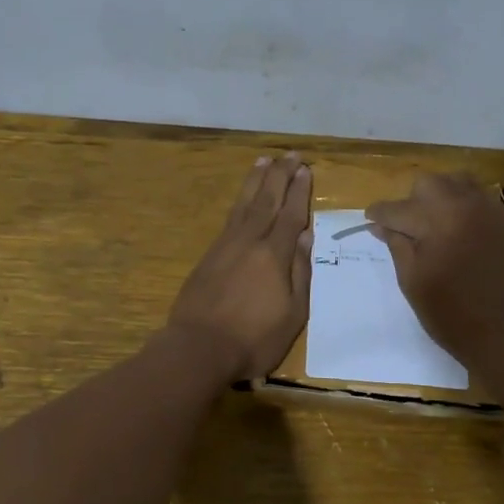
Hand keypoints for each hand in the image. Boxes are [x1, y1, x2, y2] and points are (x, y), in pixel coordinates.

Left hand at [167, 154, 312, 381]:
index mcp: (273, 255)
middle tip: (290, 155)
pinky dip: (239, 201)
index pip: (290, 215)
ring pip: (244, 205)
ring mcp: (225, 246)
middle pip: (267, 201)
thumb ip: (299, 273)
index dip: (299, 191)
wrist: (198, 348)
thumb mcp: (293, 314)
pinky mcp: (209, 256)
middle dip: (280, 176)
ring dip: (256, 181)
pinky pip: (229, 218)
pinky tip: (243, 198)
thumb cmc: (254, 339)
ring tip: (264, 161)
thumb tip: (304, 237)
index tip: (305, 169)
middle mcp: (249, 242)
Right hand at [365, 173, 503, 374]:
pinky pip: (480, 198)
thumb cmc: (455, 317)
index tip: (370, 221)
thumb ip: (398, 247)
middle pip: (428, 184)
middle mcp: (465, 205)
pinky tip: (458, 232)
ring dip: (439, 196)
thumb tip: (382, 225)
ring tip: (433, 225)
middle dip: (411, 201)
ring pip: (458, 183)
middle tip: (405, 229)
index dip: (379, 214)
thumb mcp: (414, 284)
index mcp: (437, 220)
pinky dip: (462, 205)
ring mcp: (491, 211)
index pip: (397, 208)